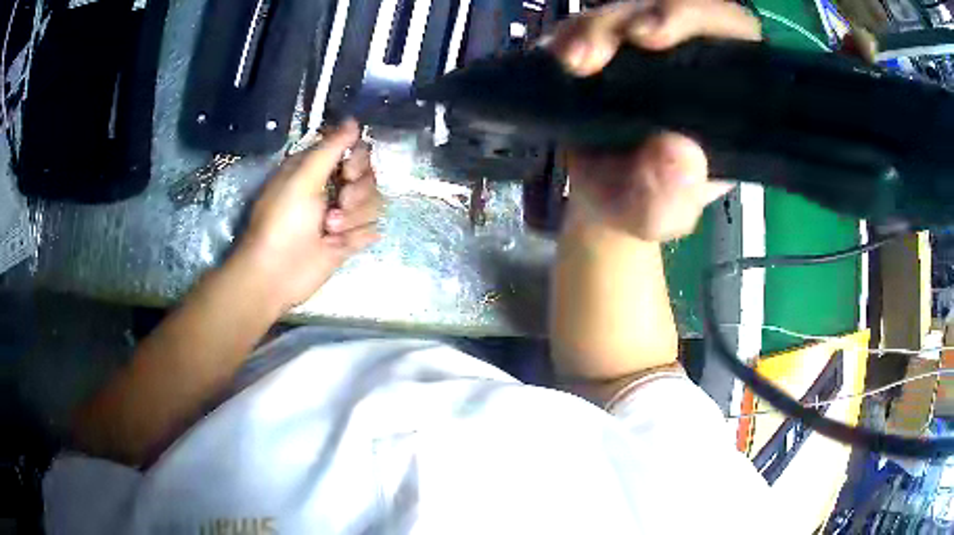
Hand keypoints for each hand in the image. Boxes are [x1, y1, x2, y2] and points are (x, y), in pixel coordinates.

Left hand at [235, 120, 381, 309]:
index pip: (355, 152)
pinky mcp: (348, 240)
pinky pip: (372, 229)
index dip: (359, 161)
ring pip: (373, 204)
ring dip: (354, 218)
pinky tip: (337, 245)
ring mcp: (342, 215)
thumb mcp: (302, 178)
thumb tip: (354, 120)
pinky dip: (356, 237)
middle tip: (338, 205)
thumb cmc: (282, 221)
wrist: (276, 273)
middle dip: (357, 193)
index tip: (348, 172)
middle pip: (369, 177)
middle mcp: (332, 188)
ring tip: (330, 230)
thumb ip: (331, 148)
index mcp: (318, 169)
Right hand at [549, 0, 760, 241]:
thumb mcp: (659, 214)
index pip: (730, 31)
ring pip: (625, 9)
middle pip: (669, 5)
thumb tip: (678, 153)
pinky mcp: (611, 44)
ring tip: (570, 62)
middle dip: (628, 19)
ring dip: (593, 29)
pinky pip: (588, 24)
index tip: (651, 36)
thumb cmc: (643, 203)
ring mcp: (648, 47)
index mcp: (726, 91)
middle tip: (589, 55)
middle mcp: (693, 57)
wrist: (607, 195)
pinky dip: (569, 34)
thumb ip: (670, 197)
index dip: (697, 19)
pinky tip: (556, 56)